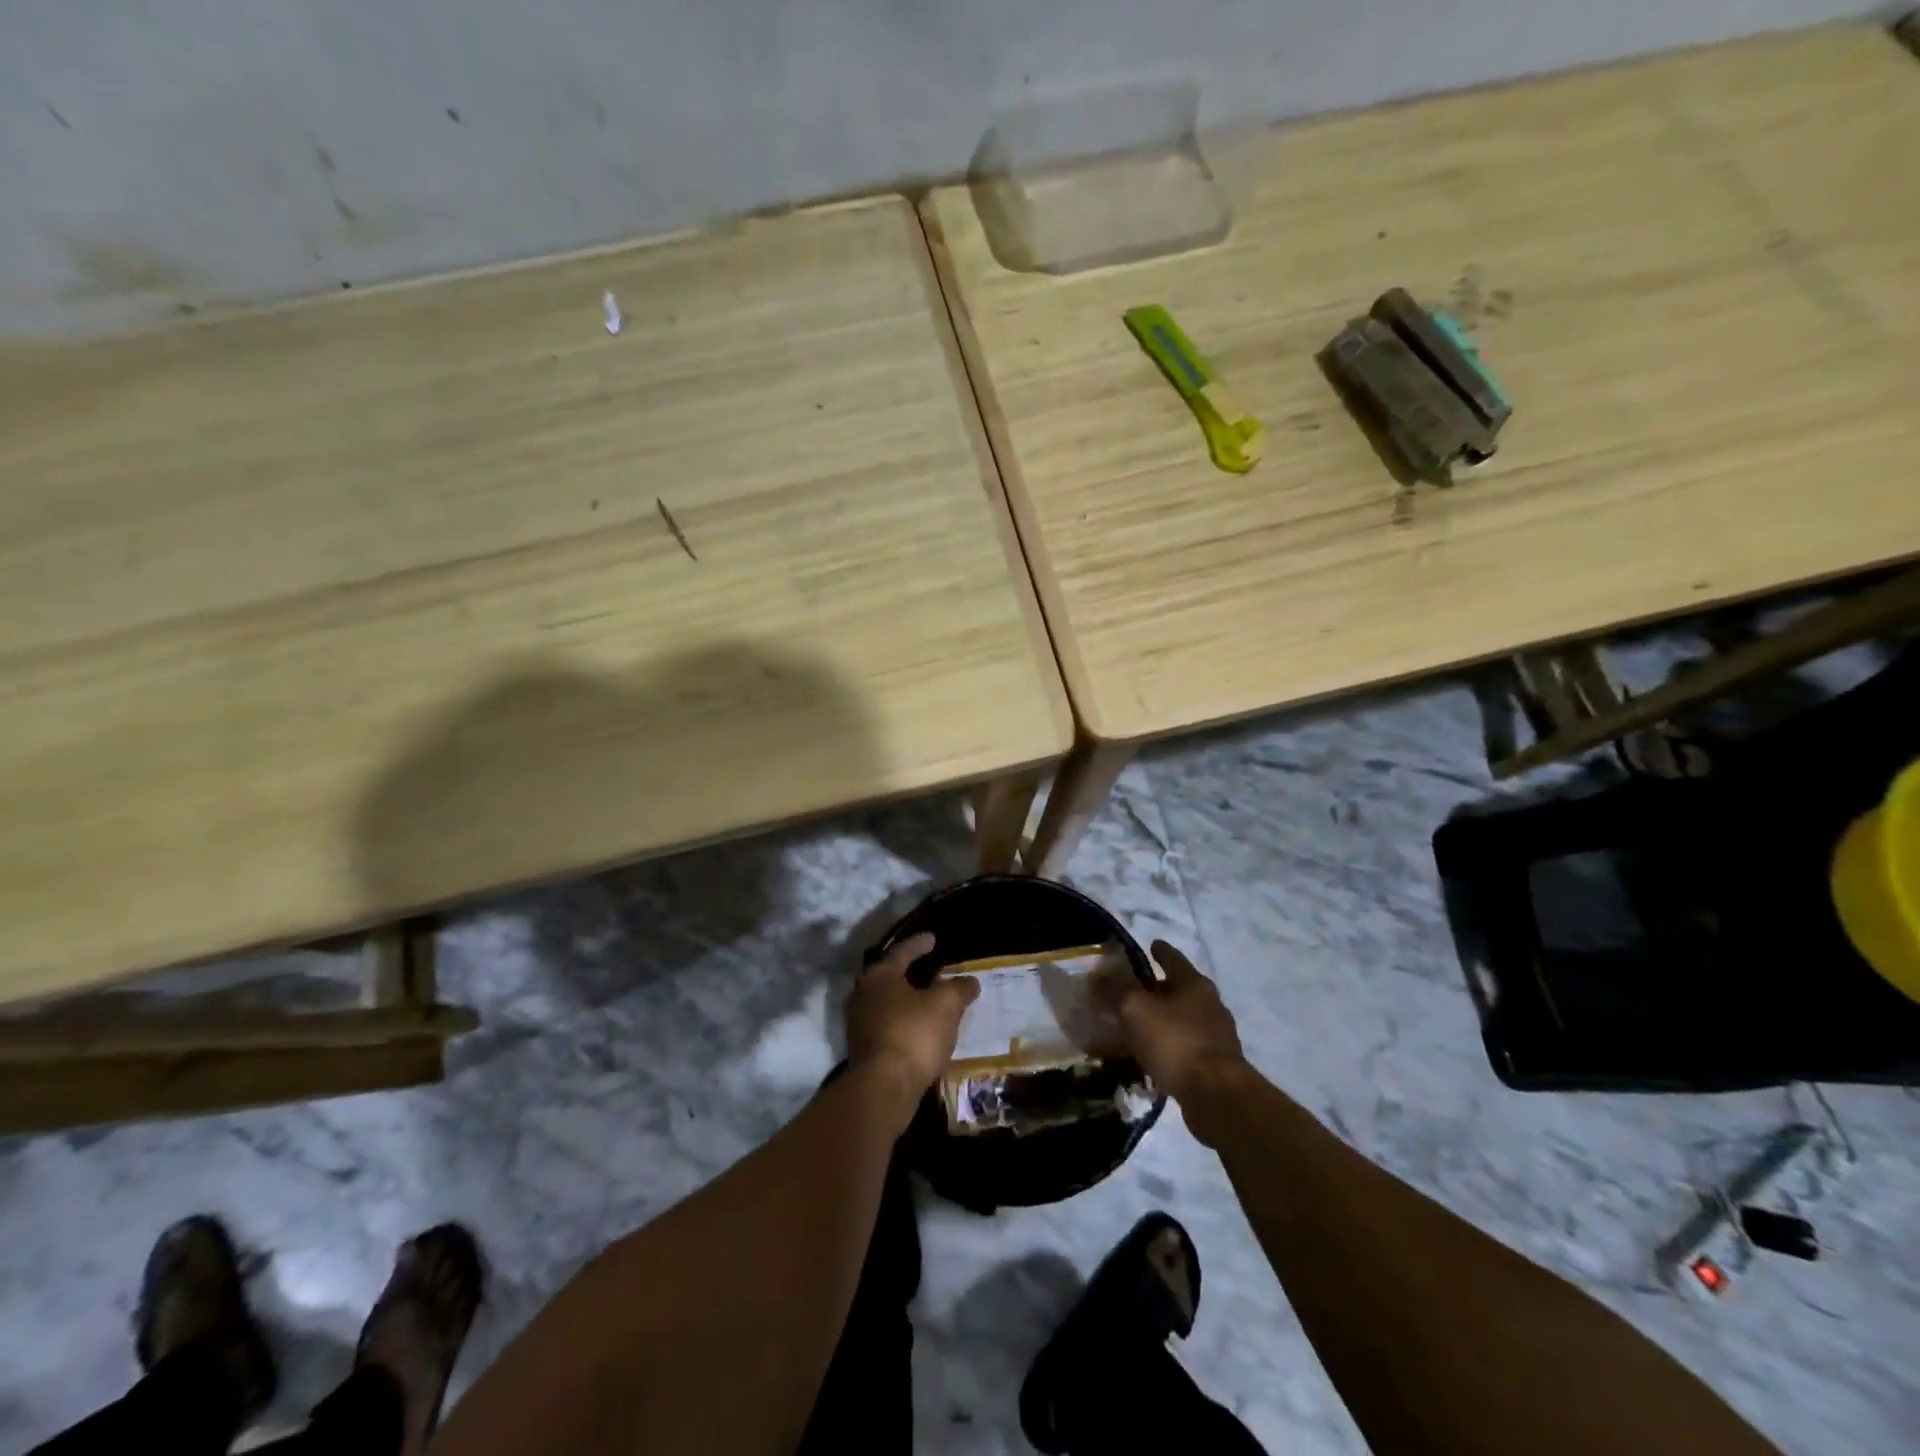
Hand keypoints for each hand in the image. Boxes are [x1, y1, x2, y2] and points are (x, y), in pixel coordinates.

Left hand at [845, 933, 978, 1093]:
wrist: (884, 1088)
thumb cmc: (914, 1034)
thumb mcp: (946, 1004)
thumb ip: (959, 988)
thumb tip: (969, 981)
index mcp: (880, 975)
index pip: (902, 952)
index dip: (919, 944)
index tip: (933, 938)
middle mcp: (863, 994)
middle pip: (889, 976)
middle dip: (909, 972)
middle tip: (929, 967)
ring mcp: (859, 1024)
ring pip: (887, 1002)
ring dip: (907, 999)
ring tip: (928, 1000)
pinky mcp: (863, 1050)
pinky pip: (887, 1025)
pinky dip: (904, 1022)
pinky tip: (920, 1029)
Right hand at [1110, 940, 1248, 1105]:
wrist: (1216, 1096)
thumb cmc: (1175, 1041)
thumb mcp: (1135, 1009)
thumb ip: (1116, 990)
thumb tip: (1098, 975)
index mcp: (1194, 983)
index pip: (1173, 957)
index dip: (1160, 950)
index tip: (1150, 945)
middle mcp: (1211, 1004)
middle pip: (1181, 988)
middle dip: (1160, 988)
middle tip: (1134, 991)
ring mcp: (1217, 1036)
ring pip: (1185, 1019)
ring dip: (1165, 1020)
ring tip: (1140, 1027)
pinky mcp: (1218, 1065)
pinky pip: (1188, 1047)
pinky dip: (1171, 1046)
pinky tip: (1155, 1056)